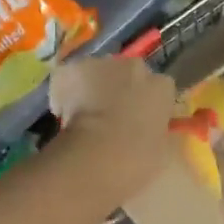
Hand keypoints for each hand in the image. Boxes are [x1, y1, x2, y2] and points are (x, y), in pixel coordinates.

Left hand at [50, 56, 178, 203]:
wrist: (95, 155)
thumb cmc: (136, 159)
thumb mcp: (162, 151)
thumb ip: (159, 133)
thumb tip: (153, 132)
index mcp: (161, 87)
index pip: (159, 88)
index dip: (147, 103)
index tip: (139, 121)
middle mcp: (135, 68)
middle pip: (129, 73)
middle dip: (122, 89)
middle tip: (112, 117)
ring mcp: (102, 64)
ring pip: (98, 71)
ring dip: (94, 86)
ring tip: (84, 115)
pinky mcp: (72, 69)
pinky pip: (69, 77)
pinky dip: (64, 91)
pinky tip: (61, 111)